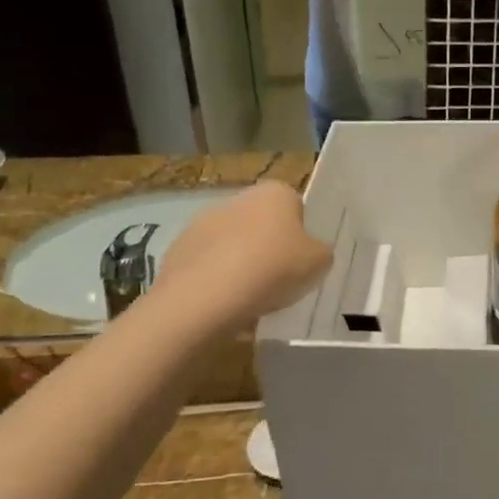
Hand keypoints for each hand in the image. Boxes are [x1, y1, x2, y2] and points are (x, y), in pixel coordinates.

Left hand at [155, 180, 331, 323]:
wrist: (204, 299)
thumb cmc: (272, 269)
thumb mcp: (320, 263)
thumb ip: (321, 252)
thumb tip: (311, 253)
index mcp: (275, 193)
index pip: (296, 207)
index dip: (302, 235)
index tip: (303, 261)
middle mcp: (237, 199)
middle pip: (263, 225)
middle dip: (270, 249)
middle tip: (282, 282)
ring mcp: (202, 223)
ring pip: (234, 246)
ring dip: (243, 265)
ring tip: (253, 301)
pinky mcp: (178, 251)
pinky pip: (209, 267)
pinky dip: (218, 282)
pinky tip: (227, 306)